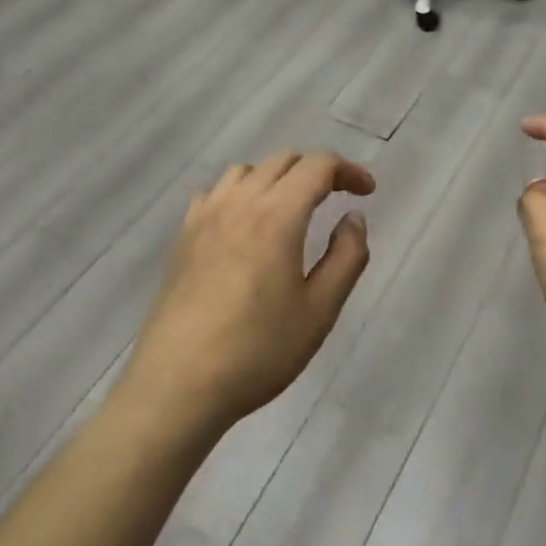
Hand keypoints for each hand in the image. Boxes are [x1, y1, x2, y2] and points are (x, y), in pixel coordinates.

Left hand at [121, 150, 375, 437]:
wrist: (179, 385)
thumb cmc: (258, 351)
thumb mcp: (320, 310)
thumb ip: (346, 257)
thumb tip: (353, 218)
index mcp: (277, 215)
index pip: (318, 166)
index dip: (348, 170)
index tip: (367, 192)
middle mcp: (239, 203)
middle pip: (283, 160)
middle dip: (316, 170)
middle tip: (338, 197)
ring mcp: (205, 217)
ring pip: (246, 171)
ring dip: (277, 177)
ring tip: (292, 208)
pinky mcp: (183, 237)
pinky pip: (214, 192)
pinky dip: (240, 192)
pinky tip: (245, 222)